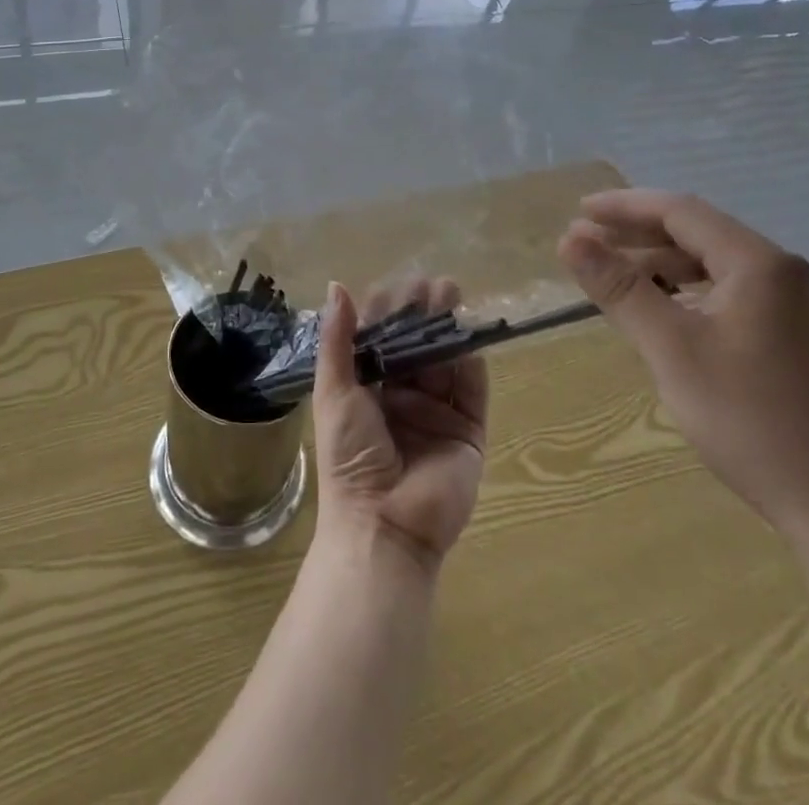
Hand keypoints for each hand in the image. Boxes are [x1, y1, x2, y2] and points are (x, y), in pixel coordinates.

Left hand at [311, 278, 488, 573]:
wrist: (383, 525)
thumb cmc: (349, 455)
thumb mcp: (335, 391)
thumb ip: (338, 339)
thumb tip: (337, 285)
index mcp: (368, 390)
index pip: (382, 340)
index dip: (389, 312)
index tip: (399, 283)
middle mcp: (403, 398)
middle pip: (417, 347)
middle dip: (424, 314)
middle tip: (435, 283)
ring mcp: (437, 415)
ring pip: (446, 363)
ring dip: (449, 330)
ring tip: (452, 295)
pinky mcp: (467, 433)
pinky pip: (473, 392)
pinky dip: (472, 364)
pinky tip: (470, 337)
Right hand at [558, 189, 808, 546]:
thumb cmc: (752, 422)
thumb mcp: (672, 350)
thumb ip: (620, 288)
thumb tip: (570, 239)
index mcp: (761, 265)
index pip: (681, 212)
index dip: (624, 207)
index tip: (578, 211)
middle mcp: (788, 275)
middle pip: (700, 235)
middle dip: (639, 236)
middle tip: (586, 245)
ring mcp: (803, 310)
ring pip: (717, 268)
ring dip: (662, 266)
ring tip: (616, 279)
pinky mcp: (805, 342)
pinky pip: (736, 296)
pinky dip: (691, 294)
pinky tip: (666, 314)